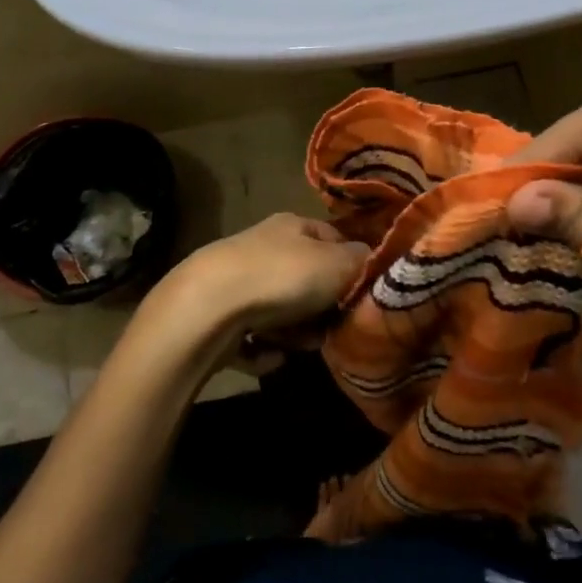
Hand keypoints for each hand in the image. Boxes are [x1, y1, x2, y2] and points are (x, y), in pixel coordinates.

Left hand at [151, 213, 369, 346]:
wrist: (208, 309)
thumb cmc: (283, 277)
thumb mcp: (338, 264)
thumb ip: (362, 261)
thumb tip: (373, 259)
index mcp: (293, 226)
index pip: (333, 239)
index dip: (351, 264)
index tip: (363, 293)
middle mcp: (264, 248)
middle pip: (307, 280)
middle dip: (322, 309)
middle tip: (332, 328)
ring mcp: (238, 283)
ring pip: (281, 312)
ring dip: (295, 334)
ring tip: (299, 347)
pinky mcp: (218, 318)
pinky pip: (252, 339)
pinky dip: (263, 351)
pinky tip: (268, 356)